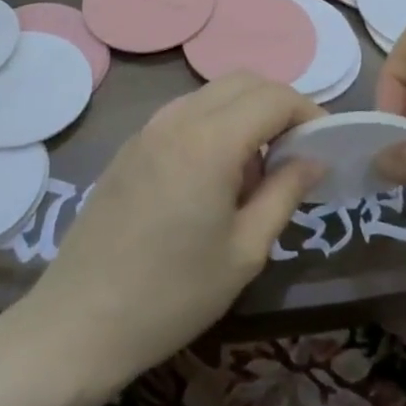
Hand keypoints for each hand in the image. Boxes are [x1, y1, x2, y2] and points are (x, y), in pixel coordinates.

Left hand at [22, 75, 323, 391]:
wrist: (79, 323)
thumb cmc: (173, 294)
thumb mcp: (245, 250)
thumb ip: (285, 193)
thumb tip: (314, 158)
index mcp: (210, 141)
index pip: (274, 97)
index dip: (309, 113)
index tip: (326, 144)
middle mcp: (177, 119)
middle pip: (243, 82)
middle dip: (279, 105)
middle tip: (297, 152)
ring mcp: (148, 129)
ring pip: (212, 94)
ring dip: (246, 113)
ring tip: (257, 170)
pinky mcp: (130, 147)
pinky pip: (185, 114)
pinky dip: (215, 124)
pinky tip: (215, 176)